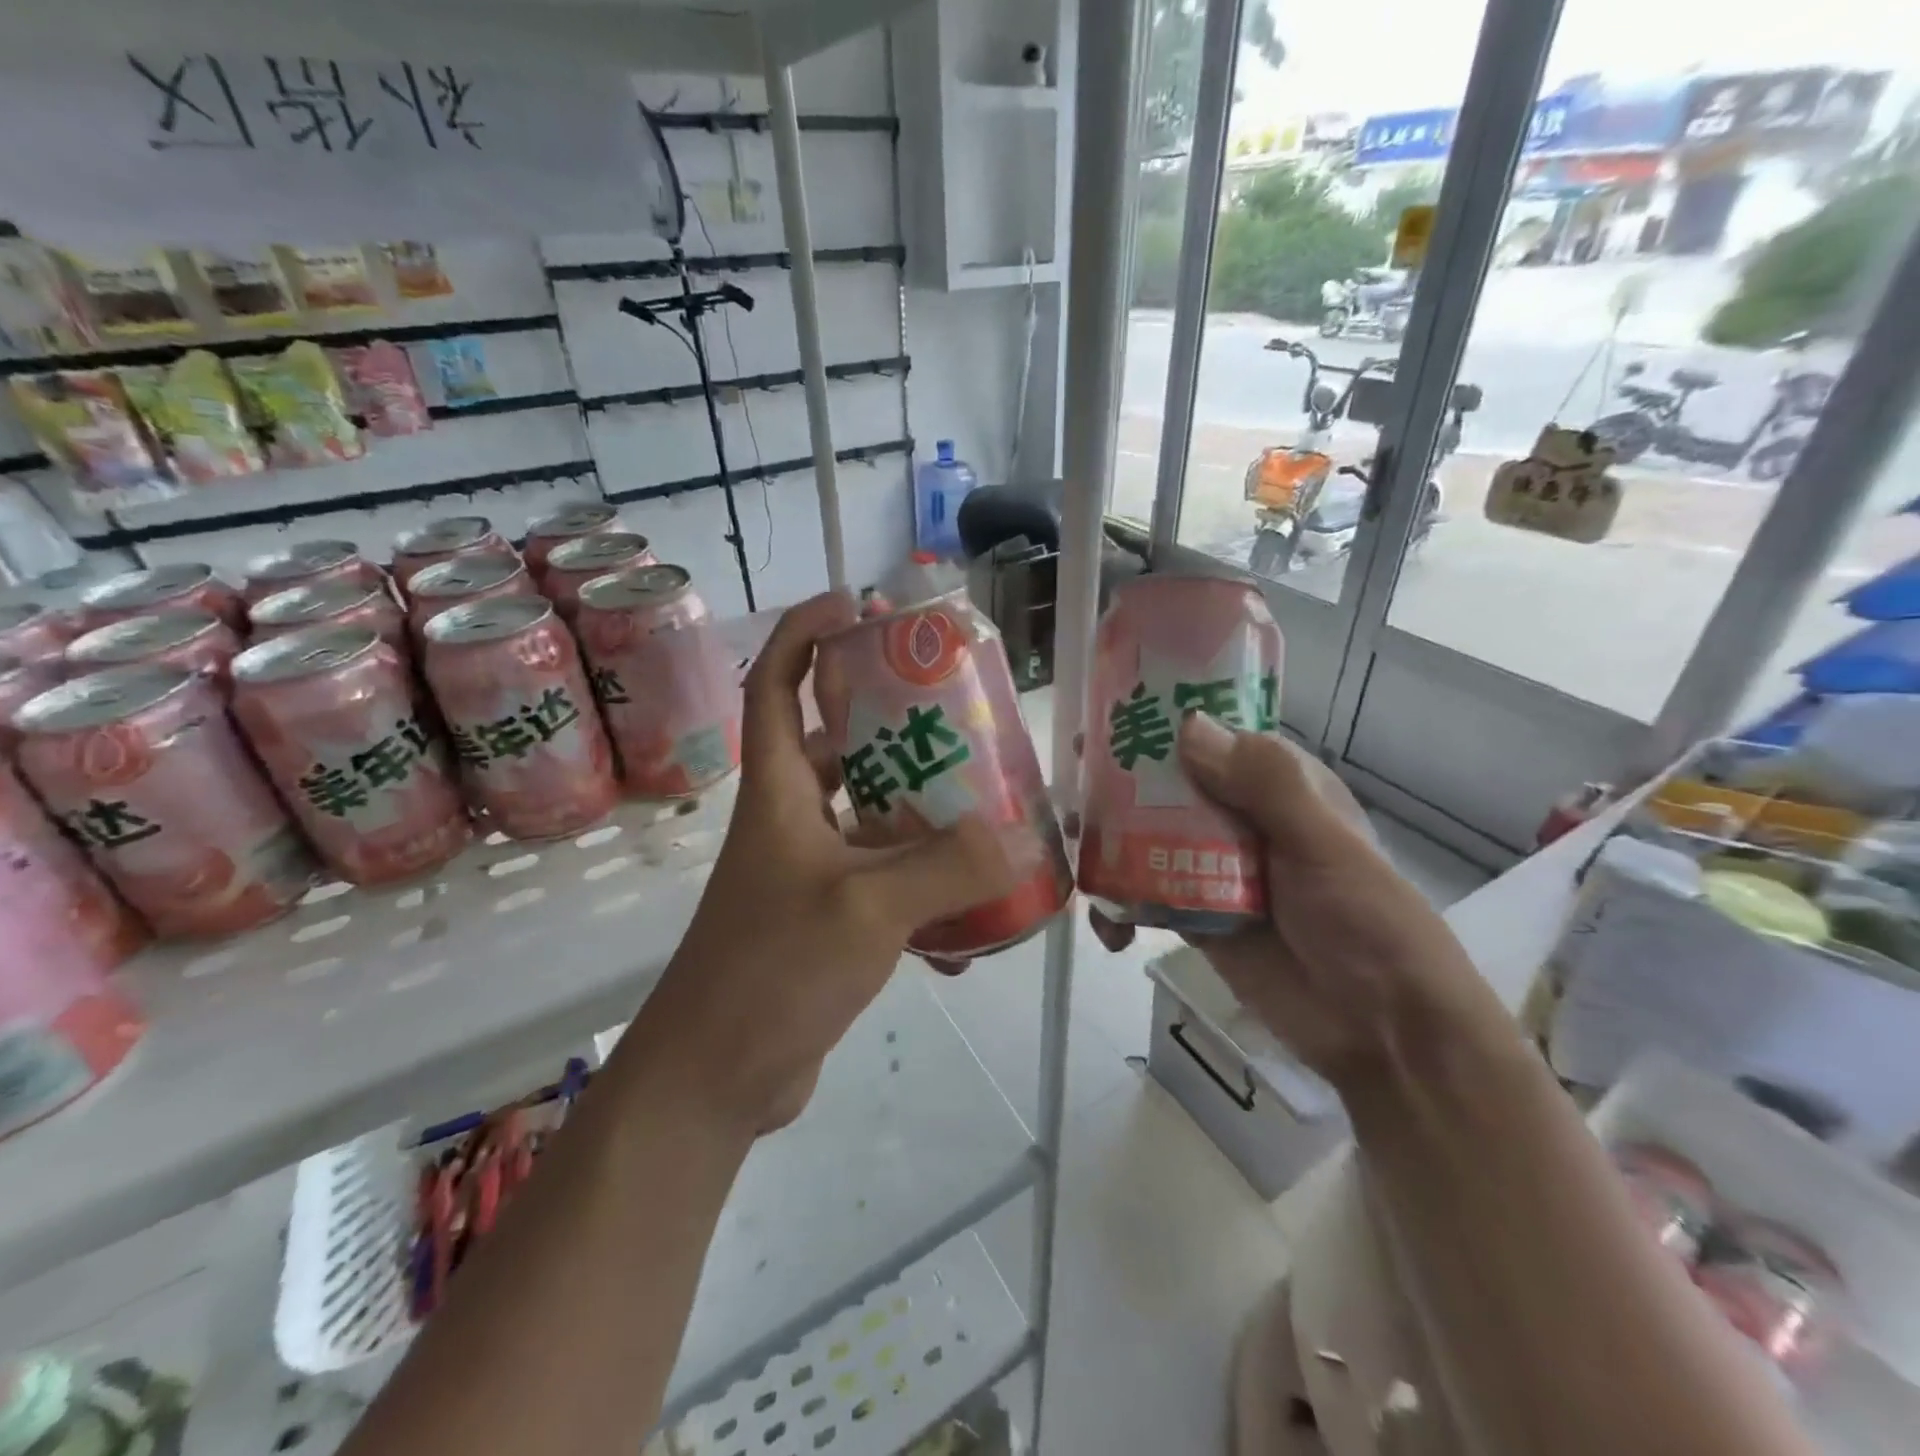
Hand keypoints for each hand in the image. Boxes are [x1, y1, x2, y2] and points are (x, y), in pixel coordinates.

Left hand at [631, 592, 1017, 1132]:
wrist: (714, 1080)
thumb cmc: (770, 971)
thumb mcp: (865, 910)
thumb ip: (944, 870)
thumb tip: (1018, 838)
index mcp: (779, 793)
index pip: (776, 687)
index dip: (803, 635)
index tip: (850, 604)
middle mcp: (790, 822)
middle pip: (839, 748)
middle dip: (892, 725)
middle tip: (958, 716)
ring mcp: (809, 875)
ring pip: (872, 821)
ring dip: (923, 819)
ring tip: (987, 812)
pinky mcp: (828, 924)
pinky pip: (886, 888)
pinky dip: (926, 897)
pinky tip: (974, 927)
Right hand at [1092, 714, 1506, 1094]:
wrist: (1381, 1032)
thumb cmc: (1366, 922)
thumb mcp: (1323, 843)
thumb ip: (1264, 784)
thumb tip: (1187, 727)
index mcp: (1279, 790)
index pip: (1216, 739)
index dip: (1167, 723)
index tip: (1112, 713)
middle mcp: (1242, 821)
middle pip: (1170, 789)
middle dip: (1121, 785)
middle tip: (1074, 782)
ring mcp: (1215, 872)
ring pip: (1149, 841)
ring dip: (1110, 843)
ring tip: (1075, 845)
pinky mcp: (1196, 920)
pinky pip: (1146, 899)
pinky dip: (1120, 907)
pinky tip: (1107, 927)